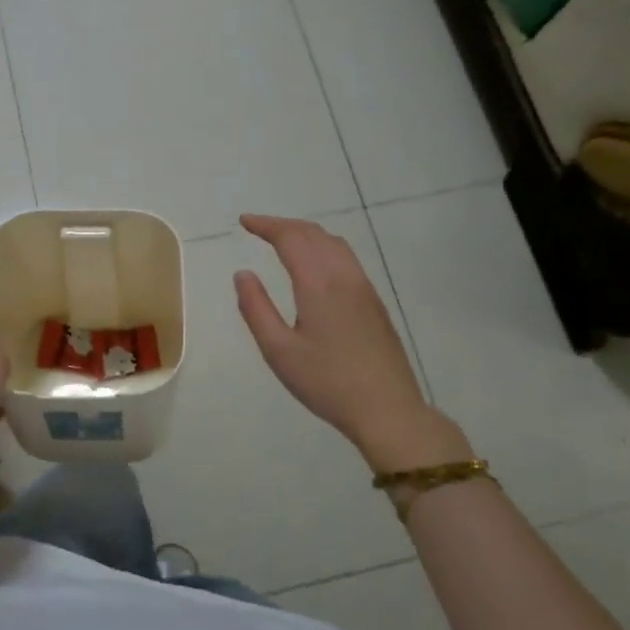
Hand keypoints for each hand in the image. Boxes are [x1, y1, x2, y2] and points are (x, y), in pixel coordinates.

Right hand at [234, 214, 472, 471]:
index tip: (244, 222)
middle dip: (284, 225)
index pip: (290, 238)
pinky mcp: (375, 302)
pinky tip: (316, 264)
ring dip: (306, 233)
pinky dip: (324, 247)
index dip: (266, 225)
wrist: (387, 408)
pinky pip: (347, 258)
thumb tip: (243, 274)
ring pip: (334, 243)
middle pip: (314, 234)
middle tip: (258, 228)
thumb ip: (256, 308)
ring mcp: (364, 287)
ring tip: (283, 240)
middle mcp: (344, 276)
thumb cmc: (327, 382)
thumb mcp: (278, 351)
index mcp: (318, 284)